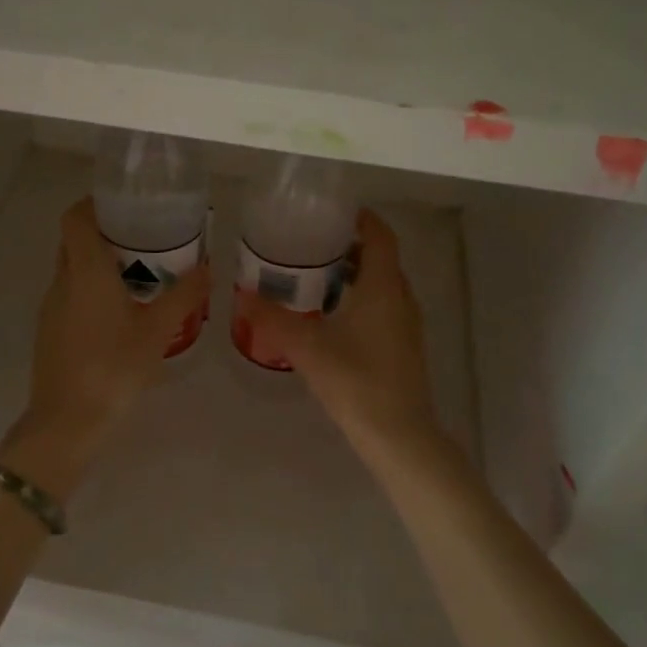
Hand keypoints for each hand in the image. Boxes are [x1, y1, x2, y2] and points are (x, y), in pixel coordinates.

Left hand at [14, 199, 209, 478]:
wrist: (67, 422)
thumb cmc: (113, 368)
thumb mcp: (157, 331)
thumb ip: (183, 296)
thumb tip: (208, 267)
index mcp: (85, 271)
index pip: (75, 218)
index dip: (94, 203)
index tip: (124, 203)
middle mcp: (62, 282)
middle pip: (74, 240)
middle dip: (104, 232)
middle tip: (143, 236)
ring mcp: (51, 308)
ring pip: (72, 269)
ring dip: (100, 263)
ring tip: (140, 272)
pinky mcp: (50, 331)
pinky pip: (71, 295)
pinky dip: (92, 289)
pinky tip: (122, 311)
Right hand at [236, 210, 444, 458]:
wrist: (399, 435)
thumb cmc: (356, 382)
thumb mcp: (307, 347)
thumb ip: (273, 318)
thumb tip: (241, 293)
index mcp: (383, 287)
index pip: (380, 236)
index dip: (361, 218)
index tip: (330, 211)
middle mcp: (400, 298)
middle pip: (380, 257)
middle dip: (349, 244)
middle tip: (311, 242)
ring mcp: (405, 323)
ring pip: (382, 283)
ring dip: (355, 272)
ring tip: (314, 274)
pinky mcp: (403, 345)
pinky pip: (383, 305)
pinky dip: (360, 296)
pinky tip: (330, 313)